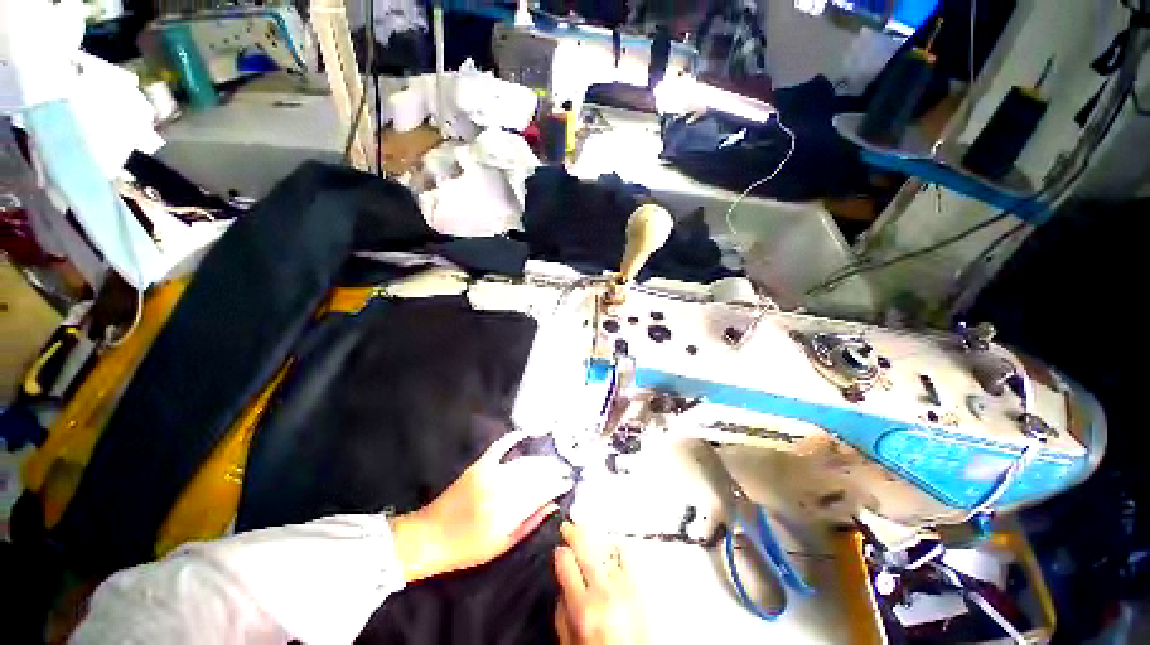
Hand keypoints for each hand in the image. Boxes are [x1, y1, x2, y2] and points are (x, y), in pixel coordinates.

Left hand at [391, 429, 573, 581]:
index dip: (558, 484)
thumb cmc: (467, 548)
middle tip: (565, 468)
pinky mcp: (478, 466)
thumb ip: (530, 523)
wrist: (430, 537)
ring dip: (540, 459)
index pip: (542, 492)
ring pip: (523, 462)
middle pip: (535, 474)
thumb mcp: (502, 545)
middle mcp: (501, 491)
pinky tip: (524, 433)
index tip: (569, 481)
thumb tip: (554, 505)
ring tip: (552, 460)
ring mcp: (489, 475)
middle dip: (554, 470)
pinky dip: (511, 439)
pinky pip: (499, 447)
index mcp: (508, 514)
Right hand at [554, 522, 645, 644]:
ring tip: (591, 542)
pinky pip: (626, 555)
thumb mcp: (569, 640)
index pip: (565, 561)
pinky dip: (617, 550)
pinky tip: (611, 552)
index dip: (560, 552)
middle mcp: (605, 592)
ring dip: (597, 543)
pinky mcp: (641, 586)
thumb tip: (562, 581)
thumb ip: (562, 609)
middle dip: (574, 532)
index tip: (559, 550)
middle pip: (586, 546)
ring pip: (607, 546)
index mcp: (583, 607)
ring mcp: (625, 586)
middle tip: (568, 527)